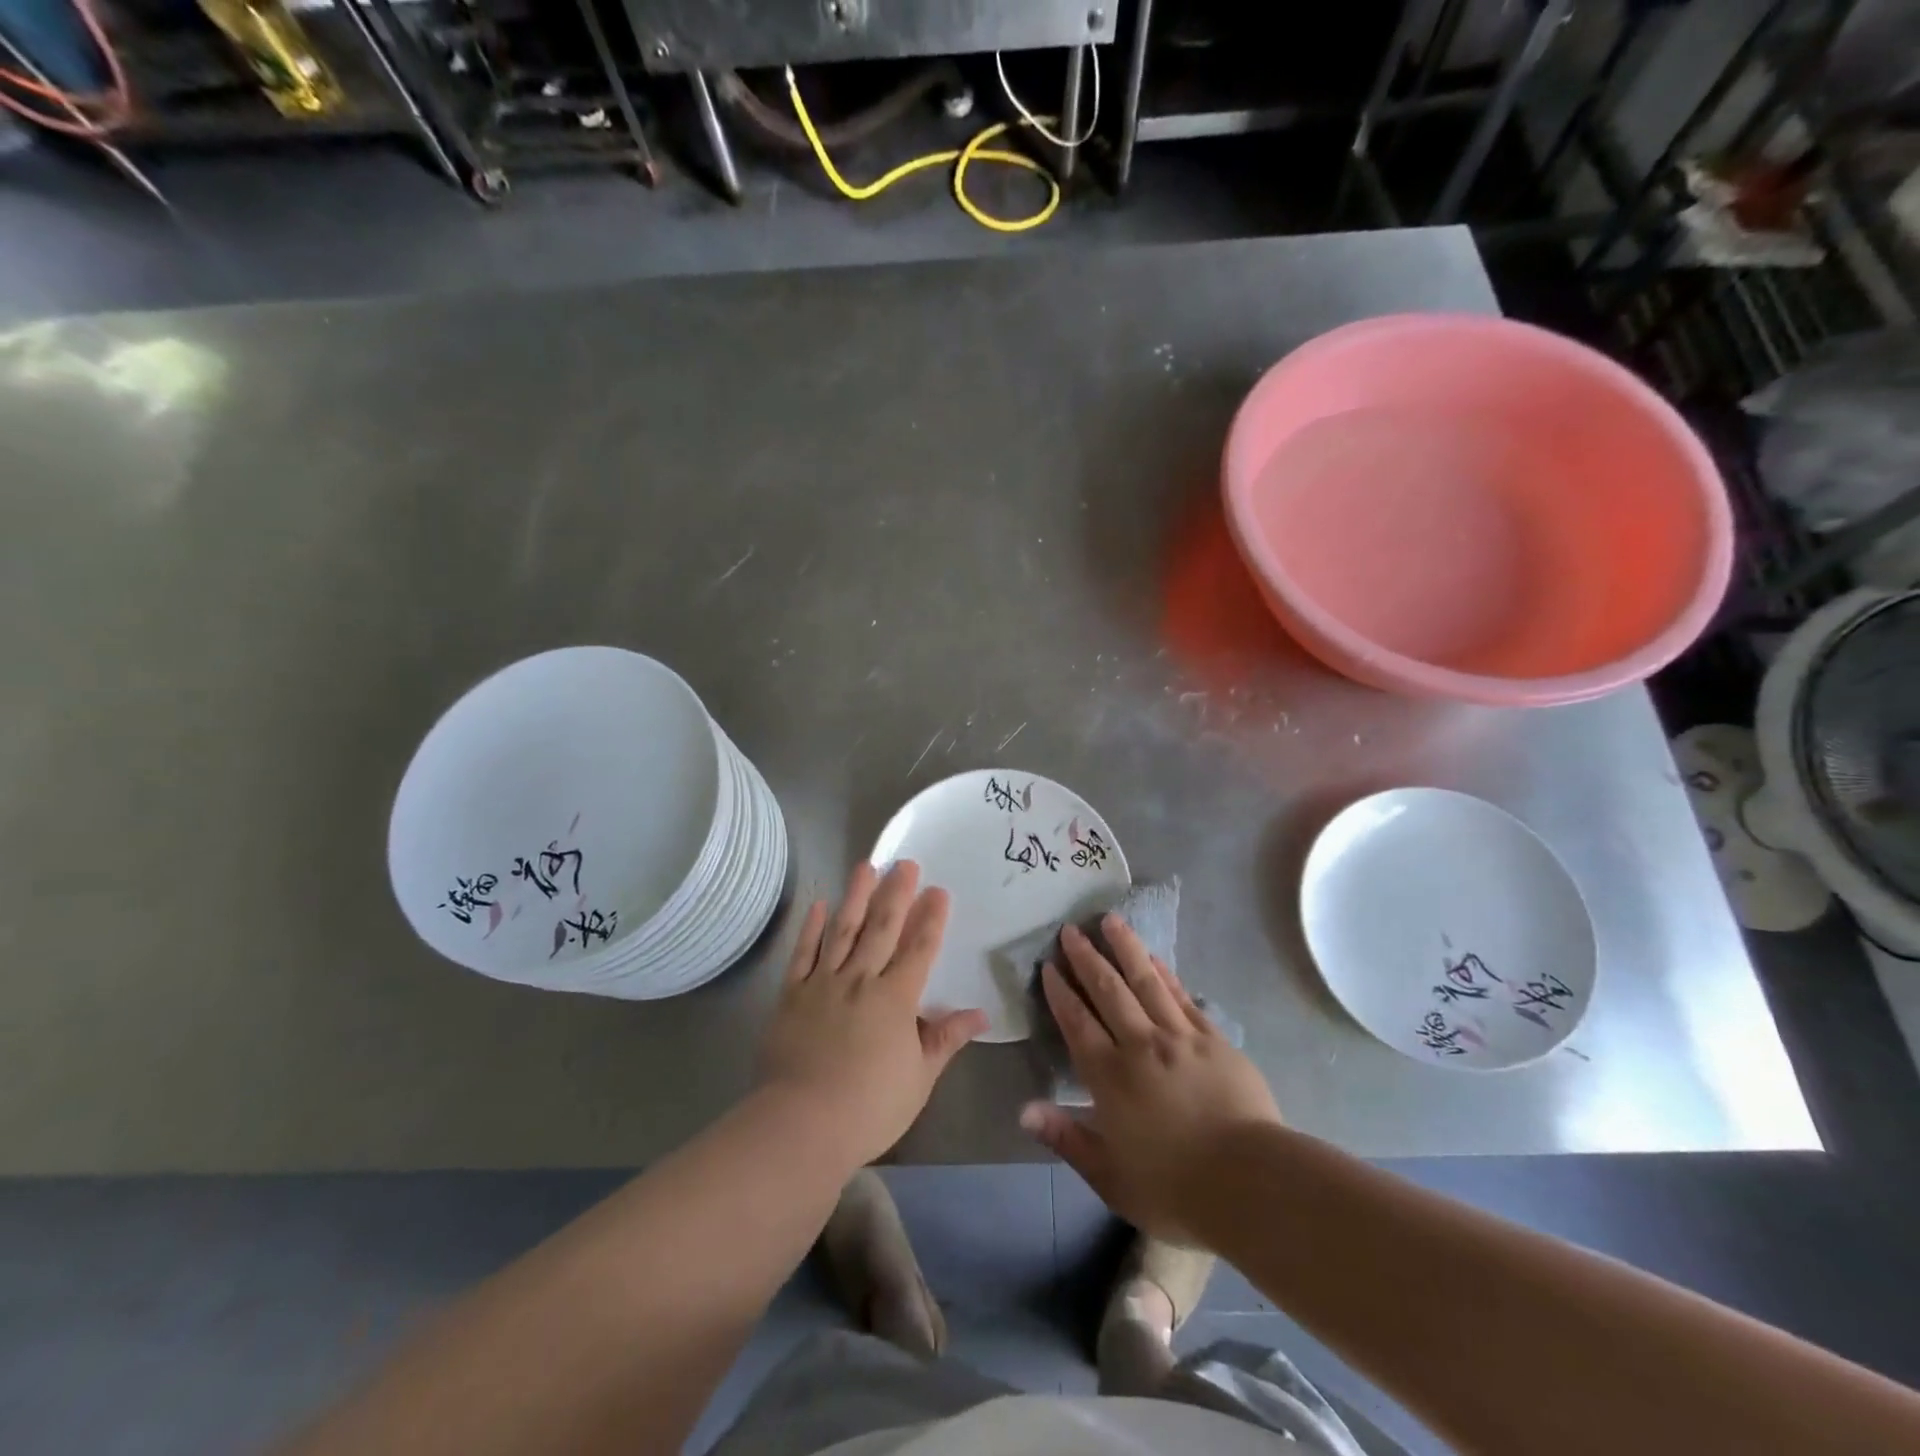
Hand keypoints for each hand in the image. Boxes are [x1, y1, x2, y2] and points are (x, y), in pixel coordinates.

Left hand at [755, 861, 988, 1168]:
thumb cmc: (870, 1107)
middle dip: (896, 893)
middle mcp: (861, 980)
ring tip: (866, 865)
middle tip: (905, 863)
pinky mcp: (792, 994)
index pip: (919, 949)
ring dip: (856, 896)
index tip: (939, 889)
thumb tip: (980, 1015)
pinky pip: (803, 953)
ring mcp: (824, 983)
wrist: (801, 1125)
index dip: (931, 918)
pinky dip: (811, 928)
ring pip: (843, 930)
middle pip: (882, 928)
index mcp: (896, 999)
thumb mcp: (919, 1078)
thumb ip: (946, 1039)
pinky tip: (819, 904)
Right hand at [1020, 915, 1281, 1241]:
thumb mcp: (1110, 1176)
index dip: (1061, 992)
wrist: (1252, 1183)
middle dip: (1086, 958)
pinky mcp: (1213, 1039)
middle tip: (1070, 930)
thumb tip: (1024, 1110)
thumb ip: (1066, 1138)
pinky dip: (1164, 973)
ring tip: (1109, 920)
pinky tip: (1153, 958)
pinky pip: (1181, 996)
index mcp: (1110, 1077)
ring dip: (1125, 948)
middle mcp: (1140, 1045)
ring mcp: (1180, 1037)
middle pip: (1108, 990)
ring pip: (1145, 981)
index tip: (1049, 966)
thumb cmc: (1175, 1188)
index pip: (1078, 1023)